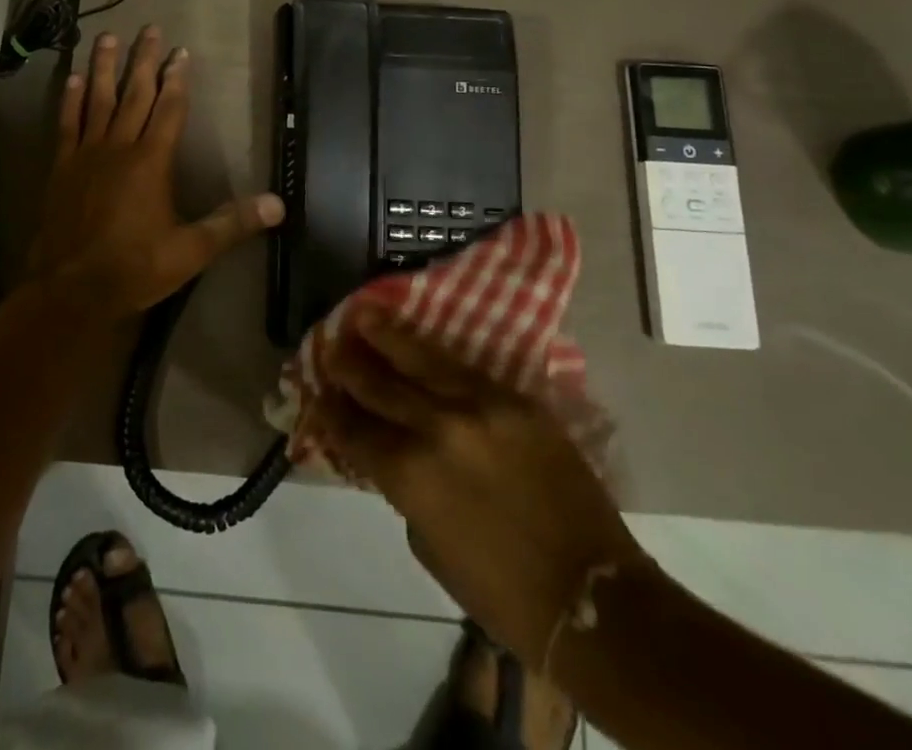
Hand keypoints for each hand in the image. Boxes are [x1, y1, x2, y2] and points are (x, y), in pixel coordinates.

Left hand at [29, 26, 284, 317]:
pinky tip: (74, 78)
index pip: (169, 109)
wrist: (71, 289)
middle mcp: (119, 147)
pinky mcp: (62, 166)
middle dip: (144, 60)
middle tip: (149, 28)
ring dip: (105, 67)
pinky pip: (67, 123)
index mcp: (152, 162)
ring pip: (97, 99)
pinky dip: (70, 99)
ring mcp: (87, 154)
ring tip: (108, 36)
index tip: (180, 51)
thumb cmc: (134, 268)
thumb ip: (231, 223)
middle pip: (135, 94)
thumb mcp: (190, 251)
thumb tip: (278, 204)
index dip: (177, 78)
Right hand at [314, 308, 649, 668]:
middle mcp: (436, 428)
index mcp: (409, 473)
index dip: (332, 409)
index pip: (355, 429)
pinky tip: (417, 339)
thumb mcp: (428, 544)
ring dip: (387, 336)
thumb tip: (392, 452)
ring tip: (363, 312)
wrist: (593, 599)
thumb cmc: (501, 592)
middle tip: (330, 343)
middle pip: (379, 384)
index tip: (318, 390)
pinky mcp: (515, 401)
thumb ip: (403, 488)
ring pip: (420, 359)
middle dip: (350, 364)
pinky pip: (464, 368)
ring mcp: (479, 407)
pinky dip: (434, 354)